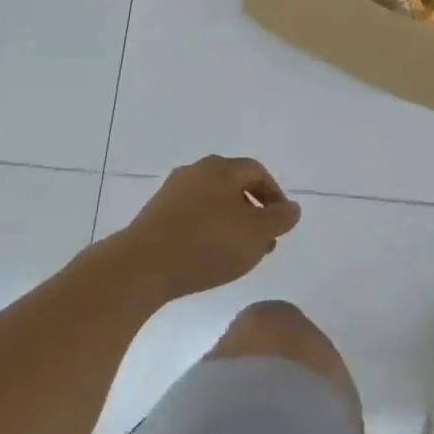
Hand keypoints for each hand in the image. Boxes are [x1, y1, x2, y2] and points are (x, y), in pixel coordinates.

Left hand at [123, 156, 301, 299]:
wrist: (142, 265)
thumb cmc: (208, 244)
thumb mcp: (257, 234)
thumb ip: (280, 219)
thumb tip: (291, 208)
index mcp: (221, 168)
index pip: (257, 172)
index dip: (274, 196)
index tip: (282, 223)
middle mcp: (195, 171)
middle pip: (233, 186)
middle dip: (253, 212)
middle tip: (263, 241)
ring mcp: (171, 192)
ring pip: (212, 203)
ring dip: (231, 224)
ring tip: (239, 254)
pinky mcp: (154, 214)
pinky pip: (191, 217)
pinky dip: (207, 231)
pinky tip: (209, 256)